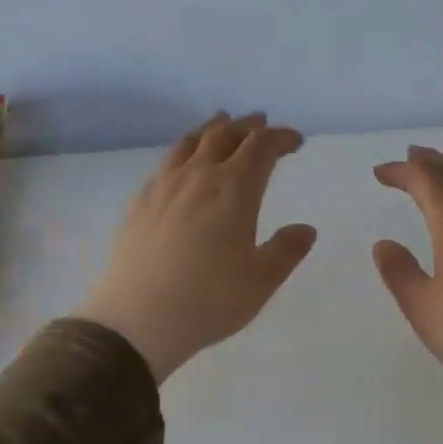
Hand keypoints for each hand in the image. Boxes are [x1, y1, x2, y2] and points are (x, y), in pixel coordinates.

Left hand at [75, 113, 317, 381]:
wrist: (137, 319)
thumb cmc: (210, 300)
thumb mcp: (262, 280)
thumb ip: (287, 250)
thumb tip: (305, 229)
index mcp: (234, 190)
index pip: (261, 148)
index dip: (280, 138)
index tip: (295, 141)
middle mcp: (199, 177)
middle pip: (225, 136)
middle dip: (248, 126)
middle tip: (262, 123)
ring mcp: (164, 187)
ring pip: (190, 143)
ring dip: (212, 129)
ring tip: (222, 124)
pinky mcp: (140, 203)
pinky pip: (166, 162)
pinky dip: (184, 151)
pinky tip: (182, 163)